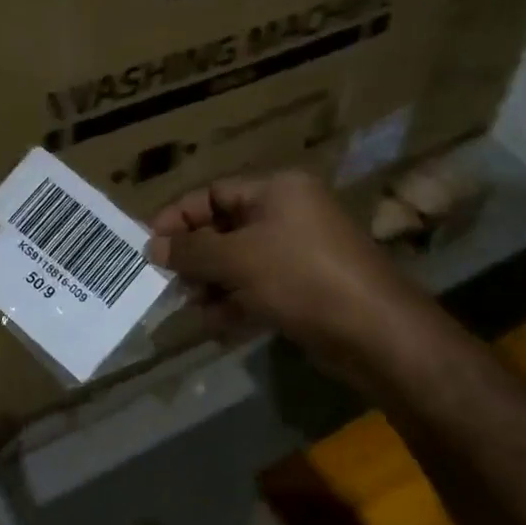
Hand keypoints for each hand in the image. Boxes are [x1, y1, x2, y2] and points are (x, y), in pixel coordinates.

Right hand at [147, 170, 402, 369]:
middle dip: (196, 258)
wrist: (375, 333)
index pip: (214, 193)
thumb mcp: (237, 259)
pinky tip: (220, 327)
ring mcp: (300, 253)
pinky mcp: (307, 289)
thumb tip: (153, 246)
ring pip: (240, 263)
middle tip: (172, 284)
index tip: (150, 245)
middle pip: (225, 229)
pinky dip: (238, 304)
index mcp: (277, 191)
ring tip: (196, 310)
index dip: (179, 217)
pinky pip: (260, 289)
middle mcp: (289, 215)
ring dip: (213, 286)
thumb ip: (192, 251)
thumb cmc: (301, 278)